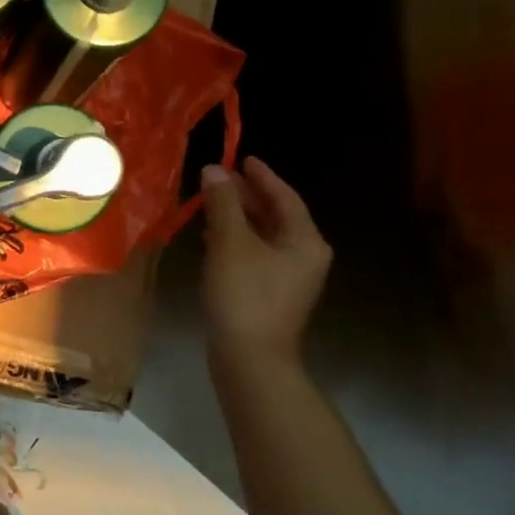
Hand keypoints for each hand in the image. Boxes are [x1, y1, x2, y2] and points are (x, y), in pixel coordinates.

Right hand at [199, 157, 331, 367]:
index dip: (261, 176)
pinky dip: (235, 238)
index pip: (284, 197)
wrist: (250, 357)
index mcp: (305, 241)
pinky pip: (254, 253)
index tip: (241, 157)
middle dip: (246, 195)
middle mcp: (303, 256)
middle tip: (218, 177)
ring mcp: (288, 277)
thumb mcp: (230, 242)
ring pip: (263, 234)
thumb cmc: (245, 294)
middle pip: (275, 214)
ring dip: (238, 216)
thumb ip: (223, 203)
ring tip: (209, 200)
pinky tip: (211, 235)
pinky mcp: (269, 293)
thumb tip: (214, 170)